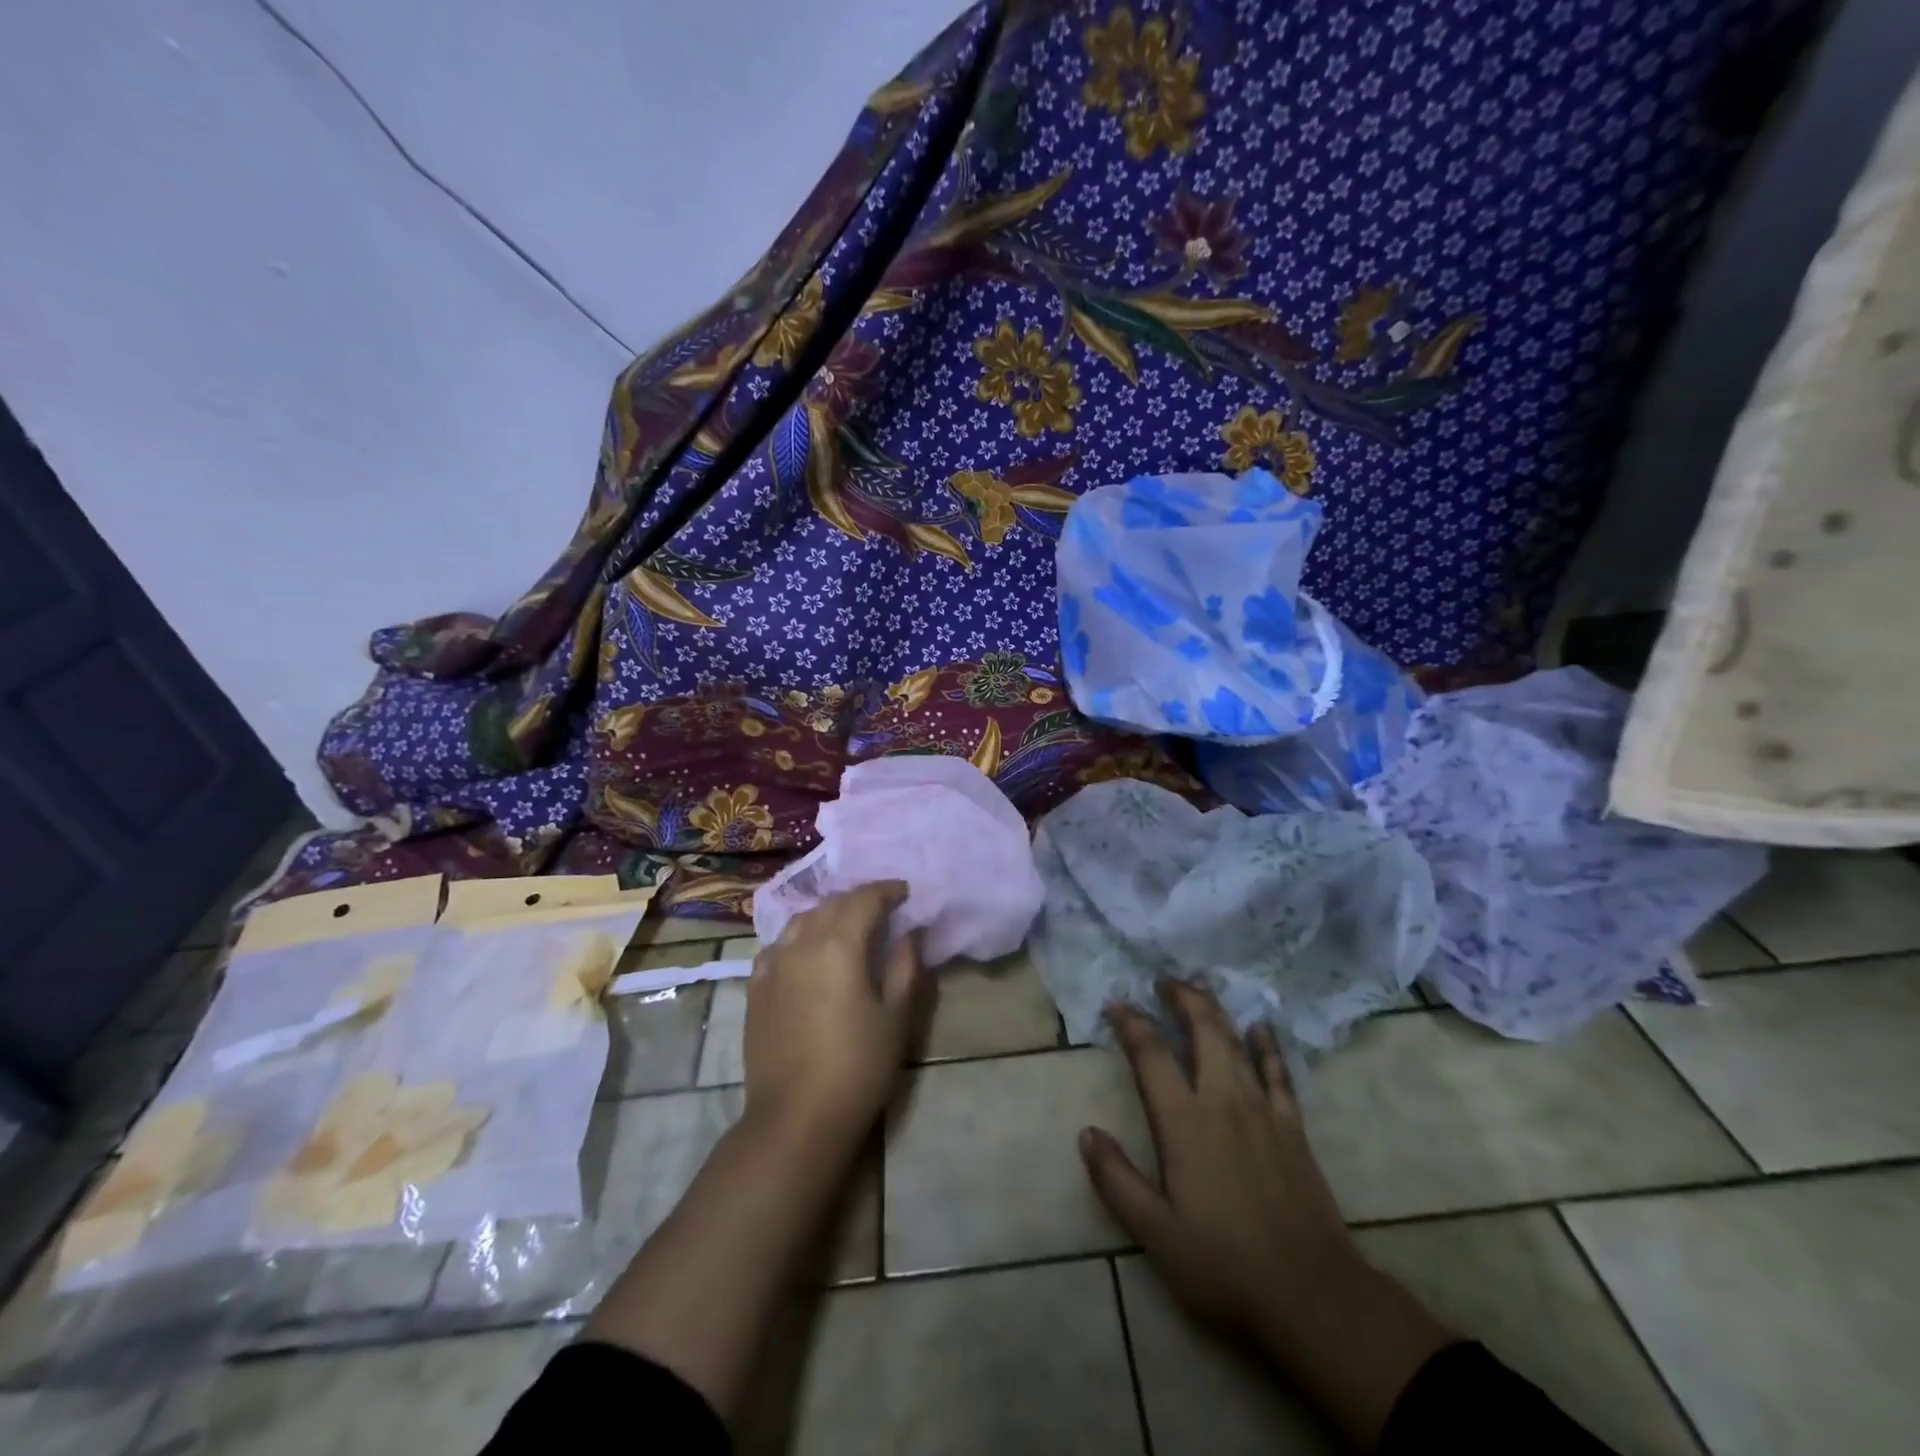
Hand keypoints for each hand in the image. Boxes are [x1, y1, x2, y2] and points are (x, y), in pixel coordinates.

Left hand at [743, 881, 925, 1144]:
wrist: (796, 1118)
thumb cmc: (857, 1067)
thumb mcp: (896, 1018)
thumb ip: (905, 967)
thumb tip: (911, 932)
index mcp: (839, 945)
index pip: (864, 899)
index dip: (887, 890)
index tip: (906, 892)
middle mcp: (801, 943)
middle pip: (831, 904)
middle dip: (859, 899)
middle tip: (883, 907)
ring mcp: (772, 964)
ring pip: (801, 920)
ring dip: (827, 914)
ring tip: (846, 925)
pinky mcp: (755, 988)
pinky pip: (778, 946)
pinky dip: (798, 938)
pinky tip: (806, 953)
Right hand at [1080, 980, 1358, 1343]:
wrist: (1312, 1296)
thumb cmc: (1225, 1266)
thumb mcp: (1156, 1234)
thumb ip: (1117, 1180)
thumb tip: (1087, 1133)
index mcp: (1185, 1123)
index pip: (1152, 1055)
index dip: (1131, 1023)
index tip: (1117, 1003)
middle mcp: (1223, 1102)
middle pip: (1203, 1031)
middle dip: (1182, 999)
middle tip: (1165, 980)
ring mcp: (1263, 1111)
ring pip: (1237, 1043)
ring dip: (1216, 1010)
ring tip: (1201, 987)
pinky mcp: (1293, 1128)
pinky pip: (1278, 1073)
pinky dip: (1267, 1046)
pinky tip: (1261, 1028)